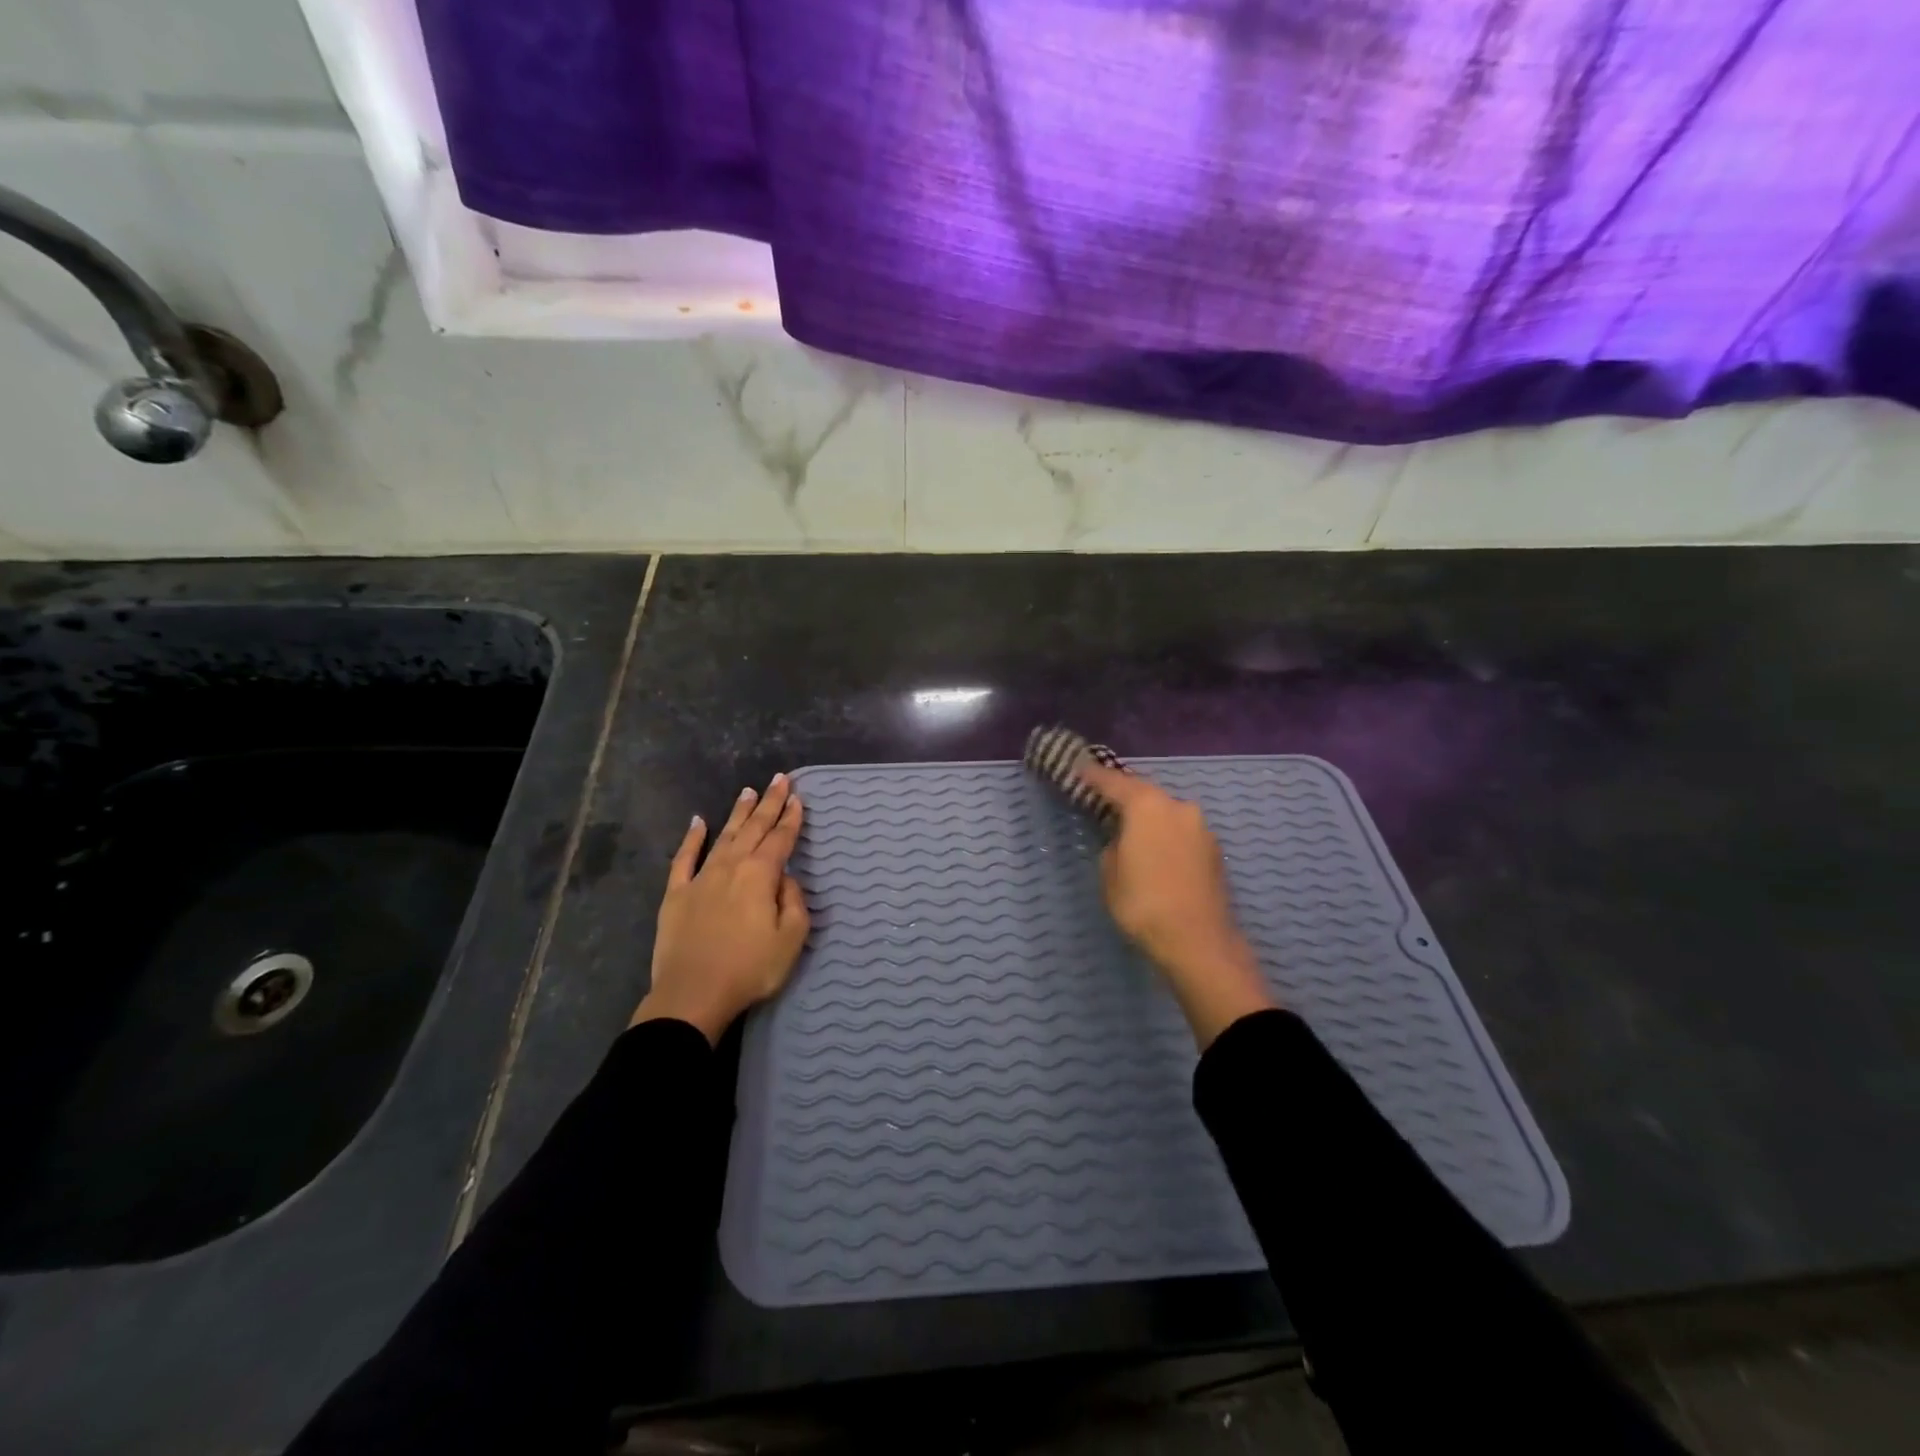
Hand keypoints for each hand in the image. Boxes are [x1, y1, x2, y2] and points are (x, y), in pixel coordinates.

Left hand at [632, 773, 809, 1044]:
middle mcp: (731, 866)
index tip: (798, 798)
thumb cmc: (749, 969)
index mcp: (760, 875)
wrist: (692, 995)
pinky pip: (684, 858)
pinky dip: (692, 838)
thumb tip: (786, 880)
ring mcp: (701, 877)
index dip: (791, 818)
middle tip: (779, 779)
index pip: (780, 839)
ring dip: (737, 813)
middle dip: (768, 803)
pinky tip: (698, 822)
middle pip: (754, 828)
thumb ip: (794, 903)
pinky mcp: (676, 894)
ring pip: (723, 836)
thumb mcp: (791, 940)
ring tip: (747, 791)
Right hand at [1078, 764, 1274, 1047]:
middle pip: (1144, 793)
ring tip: (1128, 826)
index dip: (1093, 775)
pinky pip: (1179, 831)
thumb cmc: (1143, 904)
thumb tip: (1123, 841)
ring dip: (1147, 816)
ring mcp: (1200, 828)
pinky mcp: (1212, 850)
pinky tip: (1154, 849)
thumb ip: (1113, 846)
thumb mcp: (1110, 874)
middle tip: (1102, 797)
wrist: (1199, 943)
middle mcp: (1178, 807)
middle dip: (1123, 794)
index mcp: (1147, 806)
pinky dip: (1164, 834)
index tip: (1078, 767)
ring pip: (1166, 812)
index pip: (1114, 782)